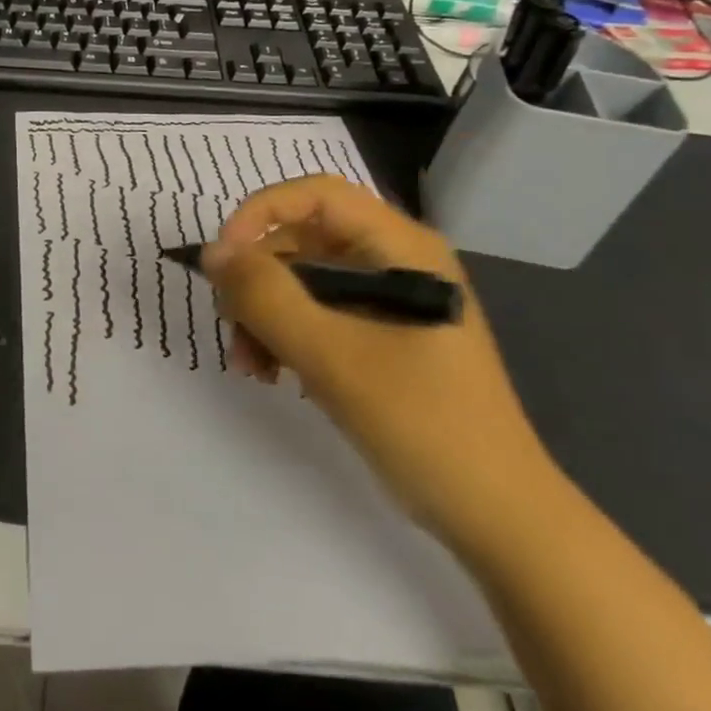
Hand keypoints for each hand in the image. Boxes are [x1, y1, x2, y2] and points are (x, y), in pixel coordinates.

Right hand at [203, 176, 560, 562]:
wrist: (496, 515)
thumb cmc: (424, 425)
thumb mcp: (333, 356)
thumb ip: (267, 297)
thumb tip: (213, 252)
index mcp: (403, 249)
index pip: (318, 195)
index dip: (261, 214)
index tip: (222, 261)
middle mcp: (397, 262)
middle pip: (305, 239)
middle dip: (259, 280)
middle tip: (230, 326)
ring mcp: (391, 301)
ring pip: (304, 281)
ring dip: (265, 314)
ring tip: (250, 365)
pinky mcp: (382, 338)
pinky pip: (318, 316)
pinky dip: (286, 336)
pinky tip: (273, 374)